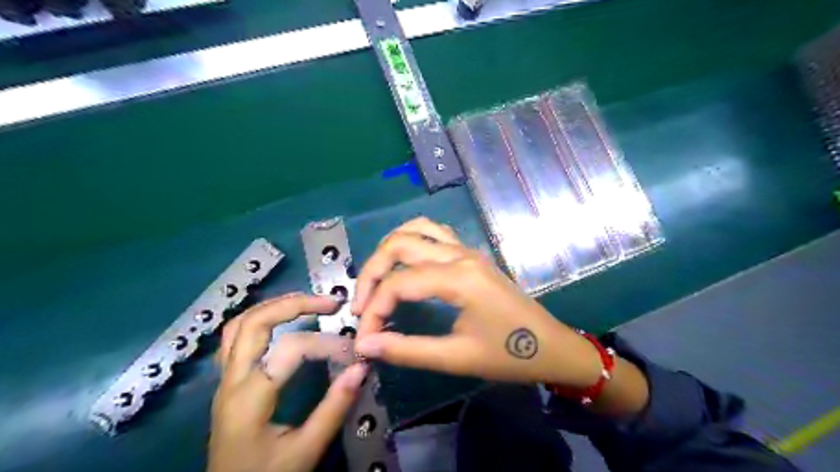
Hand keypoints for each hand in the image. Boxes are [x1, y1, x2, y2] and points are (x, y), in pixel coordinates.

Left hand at [208, 296, 368, 471]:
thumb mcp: (305, 450)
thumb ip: (334, 407)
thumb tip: (361, 367)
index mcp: (249, 398)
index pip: (290, 349)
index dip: (326, 344)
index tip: (353, 353)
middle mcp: (230, 381)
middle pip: (254, 322)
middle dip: (294, 304)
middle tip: (330, 303)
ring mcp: (224, 380)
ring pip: (239, 325)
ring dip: (274, 307)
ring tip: (308, 304)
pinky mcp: (227, 383)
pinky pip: (235, 338)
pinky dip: (260, 320)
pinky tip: (282, 322)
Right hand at [353, 215, 607, 387]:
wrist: (553, 347)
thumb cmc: (510, 355)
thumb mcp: (457, 358)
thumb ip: (407, 350)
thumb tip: (365, 344)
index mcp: (458, 277)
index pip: (398, 283)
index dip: (373, 310)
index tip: (364, 338)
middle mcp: (460, 254)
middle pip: (399, 245)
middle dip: (372, 273)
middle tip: (361, 306)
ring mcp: (467, 250)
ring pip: (416, 229)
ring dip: (389, 250)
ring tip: (377, 281)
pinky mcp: (471, 255)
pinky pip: (434, 233)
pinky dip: (411, 241)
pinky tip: (404, 264)